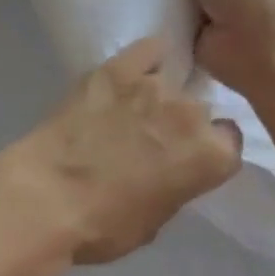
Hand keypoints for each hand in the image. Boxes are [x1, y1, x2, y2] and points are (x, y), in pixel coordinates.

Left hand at [19, 36, 242, 264]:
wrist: (46, 198)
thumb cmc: (103, 226)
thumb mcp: (156, 220)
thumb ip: (177, 185)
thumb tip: (170, 170)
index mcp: (210, 156)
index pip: (228, 140)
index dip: (207, 149)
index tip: (187, 157)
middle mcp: (191, 113)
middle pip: (200, 108)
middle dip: (183, 122)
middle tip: (154, 139)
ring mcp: (154, 85)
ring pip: (170, 82)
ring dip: (157, 97)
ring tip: (130, 111)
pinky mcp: (117, 68)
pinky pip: (148, 49)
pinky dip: (146, 59)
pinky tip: (132, 73)